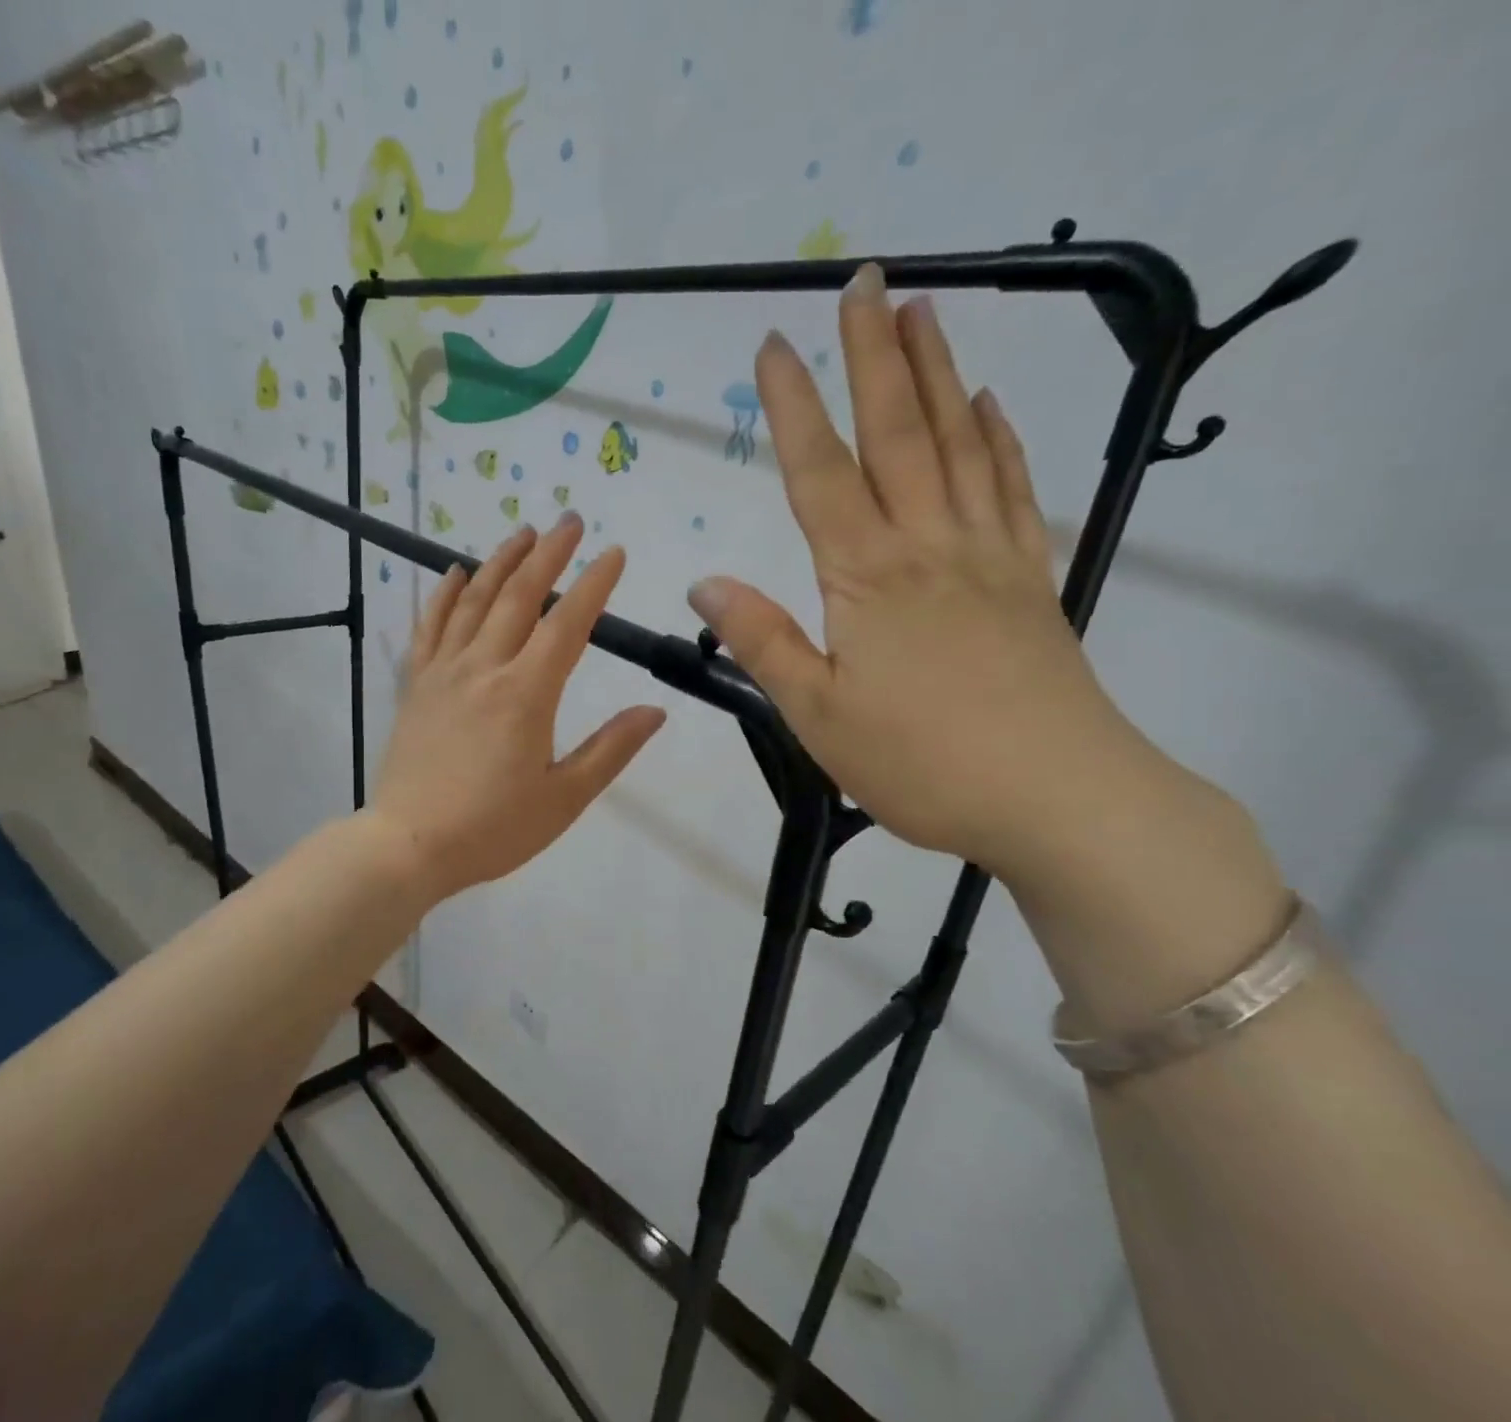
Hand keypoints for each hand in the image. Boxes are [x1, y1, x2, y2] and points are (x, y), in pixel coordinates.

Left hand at [369, 513, 666, 903]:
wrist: (408, 845)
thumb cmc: (493, 828)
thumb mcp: (564, 798)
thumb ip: (610, 749)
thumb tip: (654, 710)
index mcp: (527, 693)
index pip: (568, 624)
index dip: (594, 584)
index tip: (614, 553)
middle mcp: (484, 668)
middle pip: (519, 596)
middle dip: (548, 554)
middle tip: (569, 521)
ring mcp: (444, 672)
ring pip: (473, 601)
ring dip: (499, 562)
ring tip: (522, 533)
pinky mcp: (415, 685)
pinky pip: (429, 627)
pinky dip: (442, 595)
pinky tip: (452, 573)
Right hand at [686, 265, 1159, 877]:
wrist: (1060, 799)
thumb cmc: (923, 764)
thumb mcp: (819, 716)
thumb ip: (762, 642)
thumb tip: (705, 581)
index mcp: (868, 580)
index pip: (820, 475)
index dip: (794, 407)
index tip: (773, 345)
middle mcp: (929, 546)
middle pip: (899, 433)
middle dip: (874, 354)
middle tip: (865, 279)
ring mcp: (989, 556)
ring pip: (960, 444)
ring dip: (938, 373)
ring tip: (924, 310)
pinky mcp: (1030, 578)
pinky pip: (1012, 490)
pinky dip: (999, 438)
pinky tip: (989, 405)